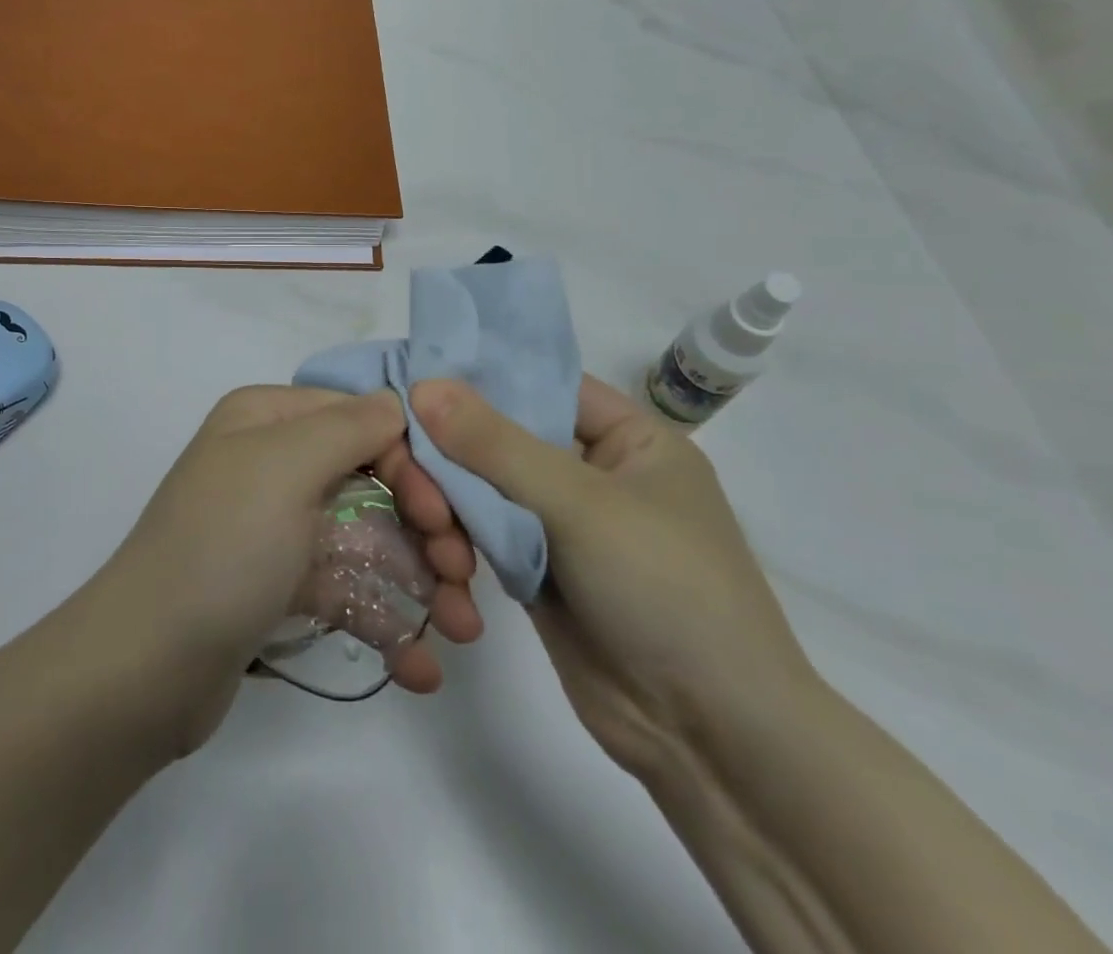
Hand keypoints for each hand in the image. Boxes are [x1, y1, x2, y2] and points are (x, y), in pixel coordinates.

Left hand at [91, 387, 484, 754]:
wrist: (142, 670)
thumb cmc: (222, 549)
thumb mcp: (285, 467)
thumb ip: (350, 426)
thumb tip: (397, 401)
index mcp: (267, 420)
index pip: (362, 420)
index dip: (413, 464)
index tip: (446, 519)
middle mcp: (272, 462)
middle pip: (372, 480)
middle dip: (426, 529)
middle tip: (463, 579)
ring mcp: (277, 527)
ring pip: (366, 538)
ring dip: (419, 582)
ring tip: (462, 632)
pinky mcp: (278, 586)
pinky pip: (343, 589)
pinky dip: (383, 622)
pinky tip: (420, 670)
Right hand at [406, 375, 818, 779]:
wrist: (710, 739)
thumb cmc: (665, 589)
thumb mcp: (581, 504)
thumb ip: (496, 444)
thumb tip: (422, 385)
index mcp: (629, 438)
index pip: (543, 384)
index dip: (482, 375)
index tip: (415, 373)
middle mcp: (595, 473)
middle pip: (506, 438)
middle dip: (455, 451)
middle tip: (403, 460)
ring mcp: (566, 526)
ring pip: (488, 488)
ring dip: (453, 503)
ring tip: (431, 529)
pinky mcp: (540, 572)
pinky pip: (486, 536)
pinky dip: (460, 542)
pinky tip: (442, 561)